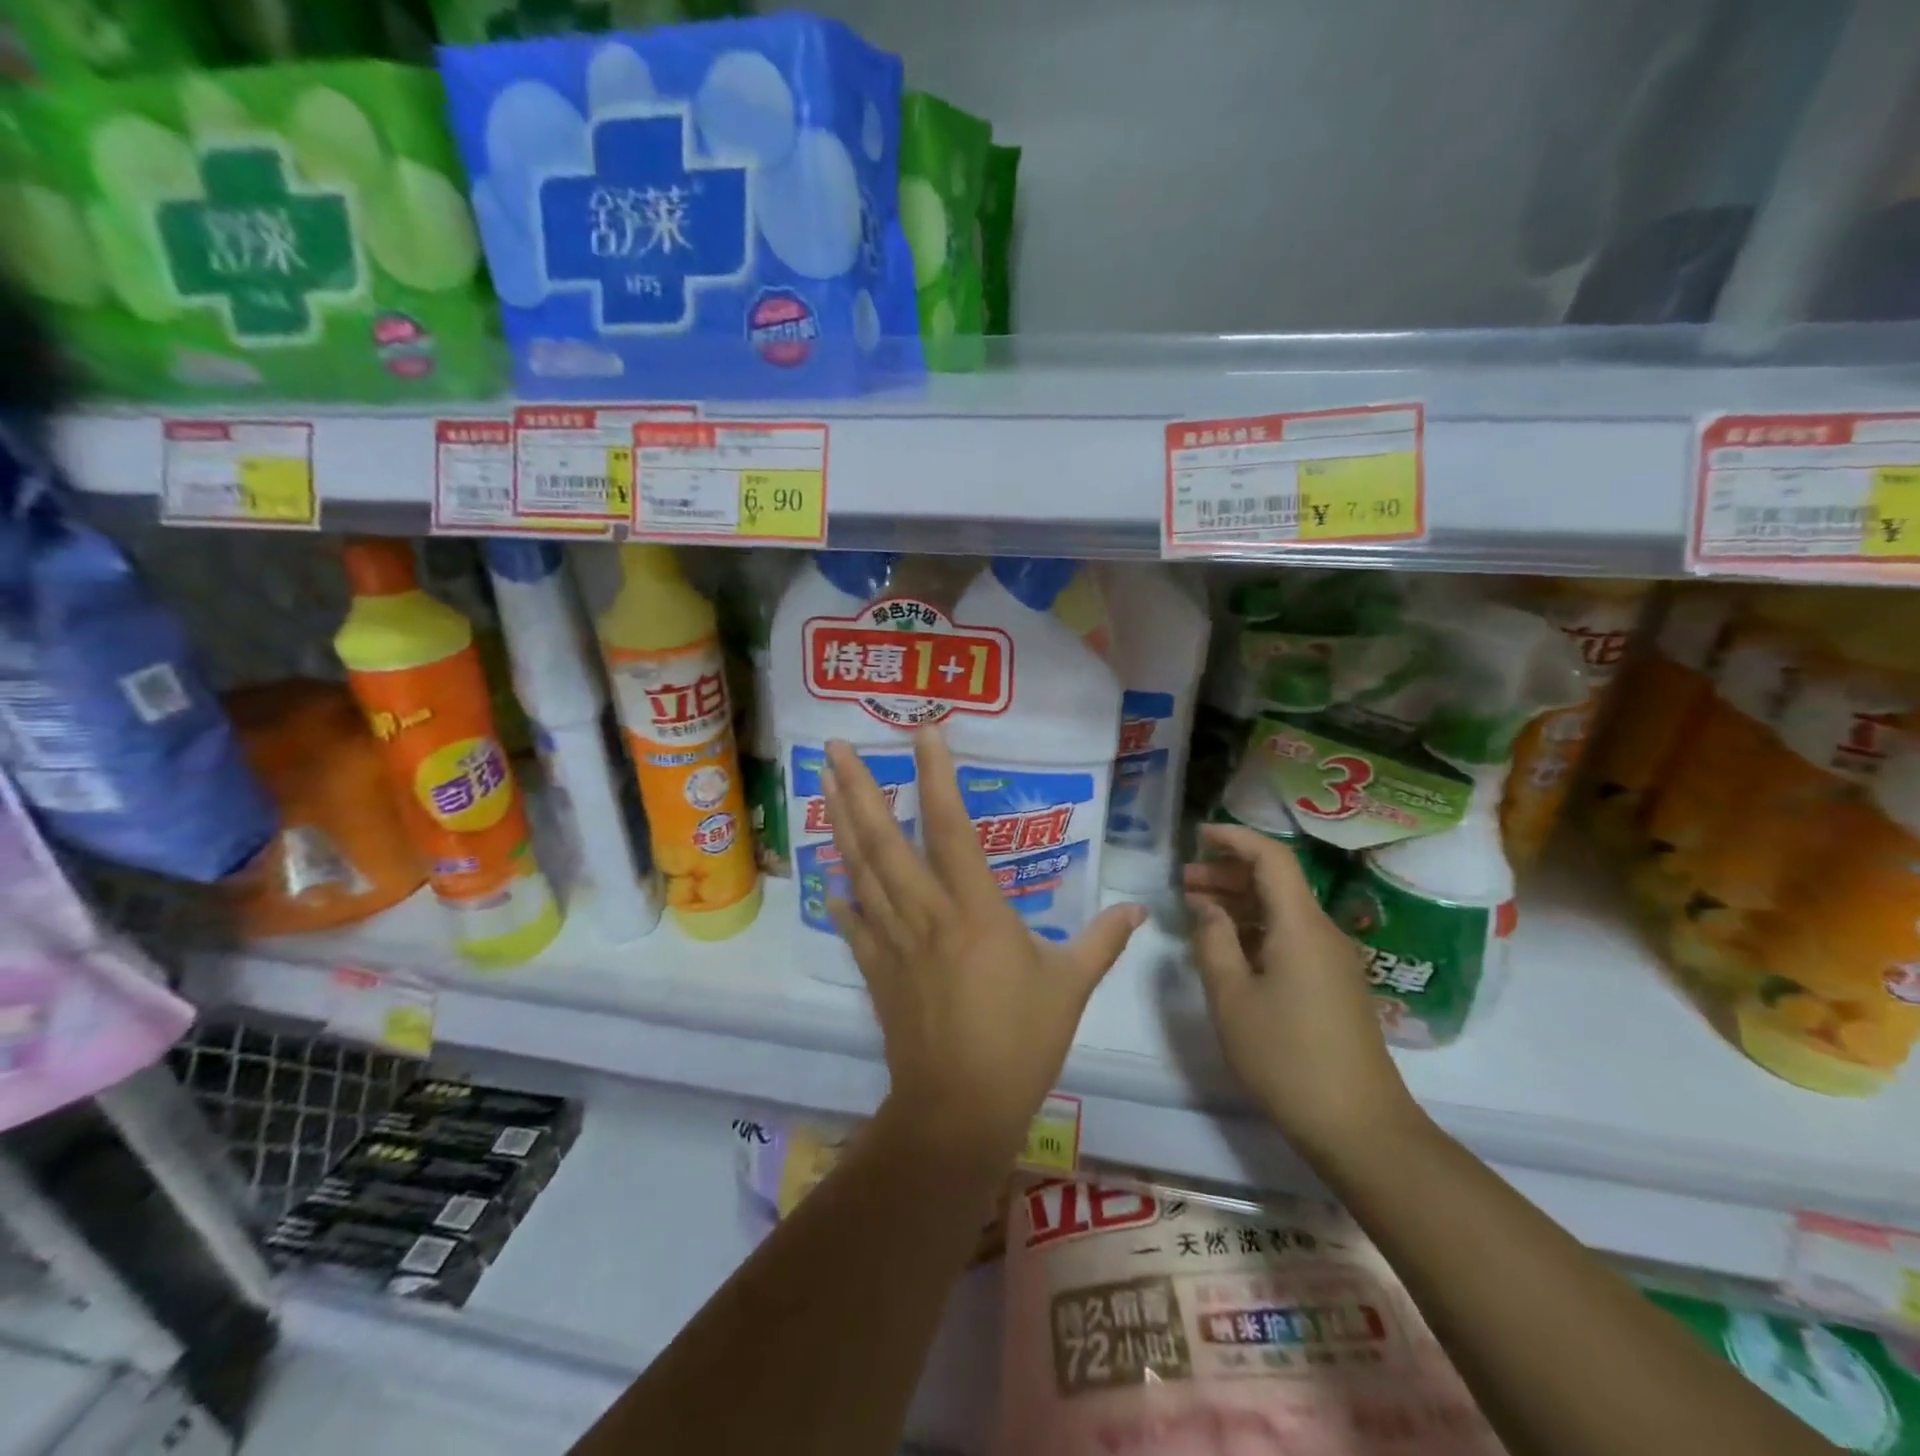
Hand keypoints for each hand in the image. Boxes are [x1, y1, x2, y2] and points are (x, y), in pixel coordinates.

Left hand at [823, 729, 1145, 1165]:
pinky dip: (841, 896)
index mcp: (976, 910)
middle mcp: (927, 914)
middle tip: (834, 747)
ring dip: (840, 825)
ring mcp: (894, 942)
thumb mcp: (1071, 987)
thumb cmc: (1021, 1043)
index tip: (924, 734)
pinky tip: (829, 876)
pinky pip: (854, 924)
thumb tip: (1140, 908)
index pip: (952, 828)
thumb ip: (1102, 940)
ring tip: (822, 785)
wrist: (960, 1110)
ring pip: (861, 871)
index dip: (937, 777)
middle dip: (859, 789)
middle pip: (886, 841)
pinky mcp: (876, 971)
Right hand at [1183, 824, 1421, 1161]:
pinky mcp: (1332, 985)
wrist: (1360, 1127)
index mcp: (1300, 926)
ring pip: (1281, 911)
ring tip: (1195, 908)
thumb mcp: (1232, 997)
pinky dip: (1255, 929)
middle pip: (1275, 882)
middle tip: (1183, 880)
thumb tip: (1206, 906)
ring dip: (1239, 903)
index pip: (1271, 858)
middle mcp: (1321, 932)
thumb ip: (1213, 941)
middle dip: (1228, 873)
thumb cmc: (1286, 1057)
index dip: (1234, 838)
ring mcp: (1331, 960)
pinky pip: (1289, 938)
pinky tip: (1226, 946)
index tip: (1198, 834)